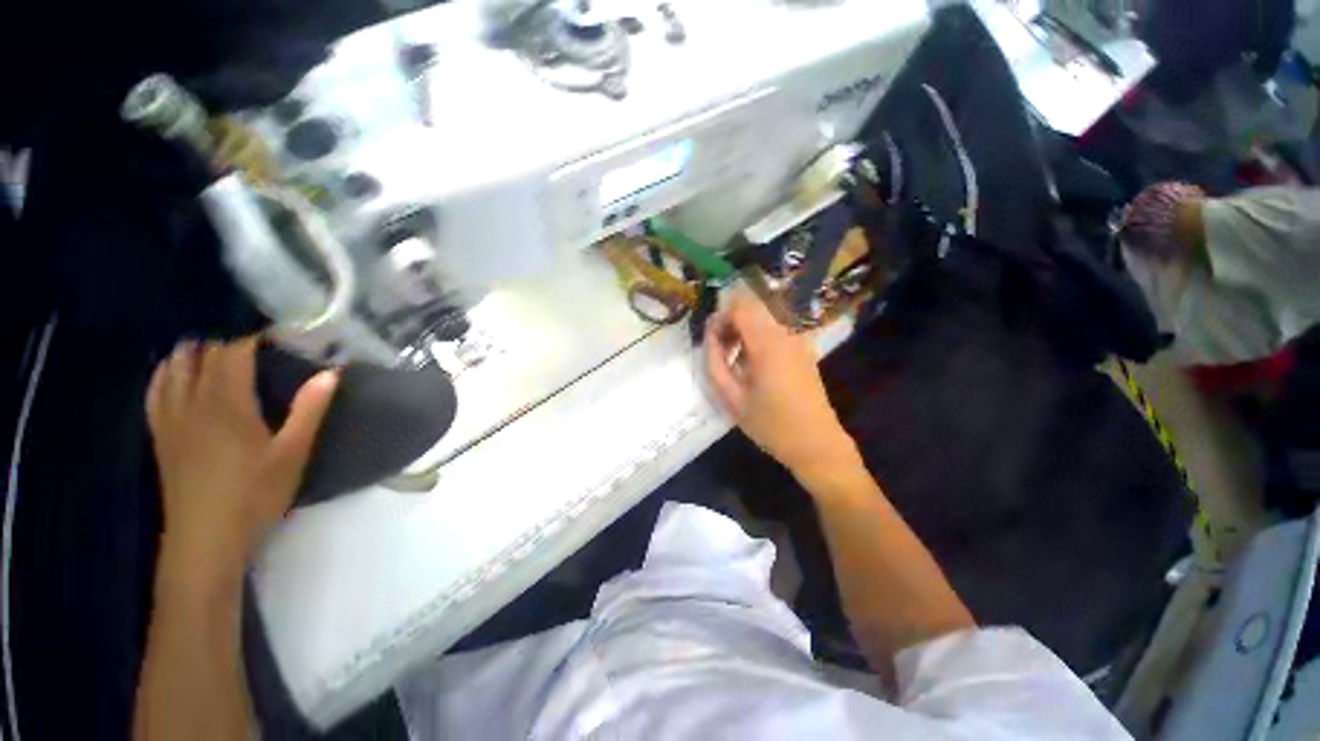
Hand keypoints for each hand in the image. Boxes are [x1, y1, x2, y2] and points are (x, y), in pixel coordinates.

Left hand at [146, 338, 337, 580]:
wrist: (205, 538)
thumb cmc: (254, 494)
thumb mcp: (292, 453)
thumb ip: (309, 410)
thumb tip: (330, 372)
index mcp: (226, 403)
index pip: (234, 352)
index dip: (254, 337)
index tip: (280, 333)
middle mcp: (192, 401)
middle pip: (203, 355)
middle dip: (228, 342)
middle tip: (258, 345)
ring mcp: (170, 417)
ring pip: (174, 367)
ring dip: (195, 352)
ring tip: (219, 351)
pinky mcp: (160, 434)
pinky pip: (155, 390)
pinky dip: (166, 372)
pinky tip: (175, 371)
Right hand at [703, 291, 858, 476]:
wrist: (816, 444)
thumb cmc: (770, 424)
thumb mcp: (732, 397)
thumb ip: (715, 362)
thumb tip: (710, 336)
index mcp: (768, 343)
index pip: (740, 306)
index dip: (720, 317)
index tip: (711, 341)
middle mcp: (786, 334)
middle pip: (752, 309)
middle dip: (730, 324)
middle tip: (719, 352)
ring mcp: (799, 341)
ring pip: (763, 320)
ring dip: (743, 333)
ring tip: (734, 363)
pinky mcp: (804, 351)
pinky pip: (775, 333)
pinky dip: (757, 340)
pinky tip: (754, 368)